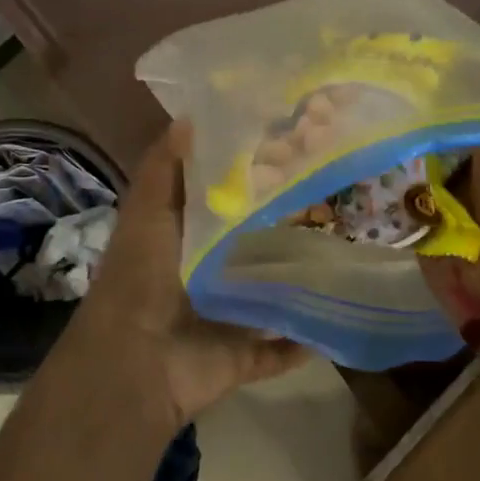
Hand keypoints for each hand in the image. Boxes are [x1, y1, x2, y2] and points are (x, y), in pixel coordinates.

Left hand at [71, 121, 308, 427]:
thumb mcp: (147, 211)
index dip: (247, 176)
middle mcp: (204, 273)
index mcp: (181, 237)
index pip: (219, 200)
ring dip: (296, 279)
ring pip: (267, 292)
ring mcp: (224, 316)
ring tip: (344, 250)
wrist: (135, 363)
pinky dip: (302, 341)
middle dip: (282, 224)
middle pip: (248, 244)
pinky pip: (279, 348)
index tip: (288, 149)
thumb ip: (165, 168)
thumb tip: (188, 117)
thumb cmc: (140, 277)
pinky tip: (338, 317)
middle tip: (331, 194)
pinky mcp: (241, 355)